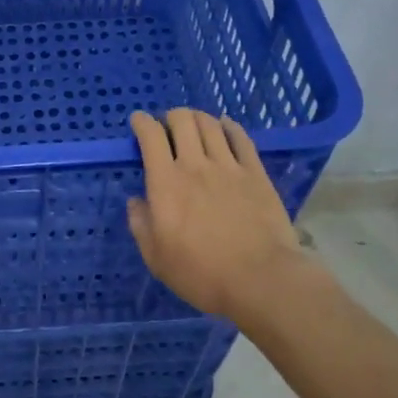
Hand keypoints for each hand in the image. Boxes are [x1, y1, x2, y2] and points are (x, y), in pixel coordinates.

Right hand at [127, 108, 312, 328]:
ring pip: (210, 124)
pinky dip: (230, 127)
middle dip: (170, 116)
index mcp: (165, 182)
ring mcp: (228, 166)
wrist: (261, 280)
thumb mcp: (156, 258)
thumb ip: (140, 225)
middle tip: (168, 127)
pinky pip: (241, 139)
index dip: (141, 122)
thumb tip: (136, 201)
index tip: (138, 122)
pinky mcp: (256, 174)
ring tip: (194, 124)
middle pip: (181, 120)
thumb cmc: (202, 274)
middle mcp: (195, 165)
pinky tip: (225, 126)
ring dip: (197, 118)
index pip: (150, 135)